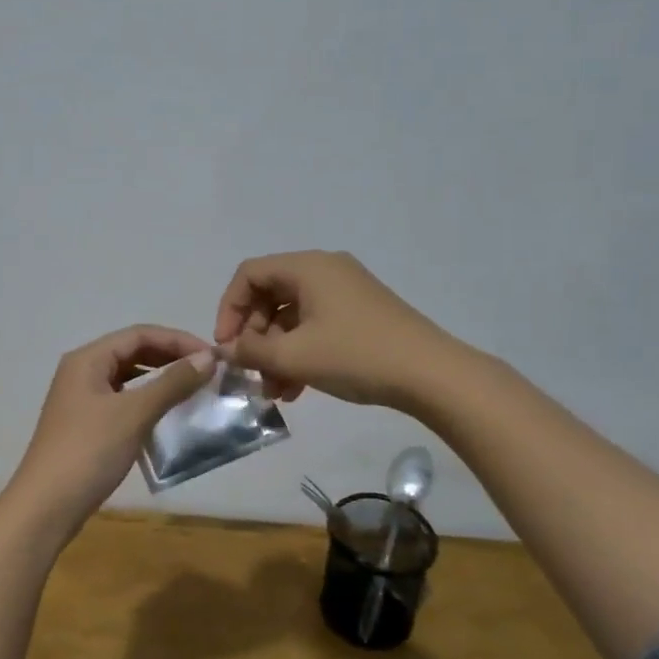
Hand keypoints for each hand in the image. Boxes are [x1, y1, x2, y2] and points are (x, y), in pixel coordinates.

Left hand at [5, 325, 215, 531]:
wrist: (46, 507)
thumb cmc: (89, 451)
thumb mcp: (134, 414)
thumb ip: (172, 383)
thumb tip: (208, 358)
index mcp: (88, 359)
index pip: (140, 334)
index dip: (178, 340)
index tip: (212, 357)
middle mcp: (82, 371)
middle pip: (133, 351)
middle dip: (170, 357)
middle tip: (207, 372)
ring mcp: (81, 399)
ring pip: (128, 377)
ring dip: (160, 379)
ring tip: (193, 389)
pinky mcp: (86, 424)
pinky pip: (123, 400)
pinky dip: (147, 401)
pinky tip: (167, 415)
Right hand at [213, 250, 450, 408]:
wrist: (431, 374)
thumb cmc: (356, 355)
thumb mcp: (295, 356)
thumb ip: (252, 351)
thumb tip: (227, 350)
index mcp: (308, 267)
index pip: (249, 274)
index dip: (229, 309)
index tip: (228, 346)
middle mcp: (326, 270)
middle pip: (270, 294)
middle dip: (255, 336)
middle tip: (250, 372)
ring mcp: (346, 292)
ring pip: (293, 316)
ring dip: (276, 352)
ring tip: (273, 391)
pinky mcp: (361, 314)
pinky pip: (316, 326)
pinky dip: (300, 353)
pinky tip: (297, 390)